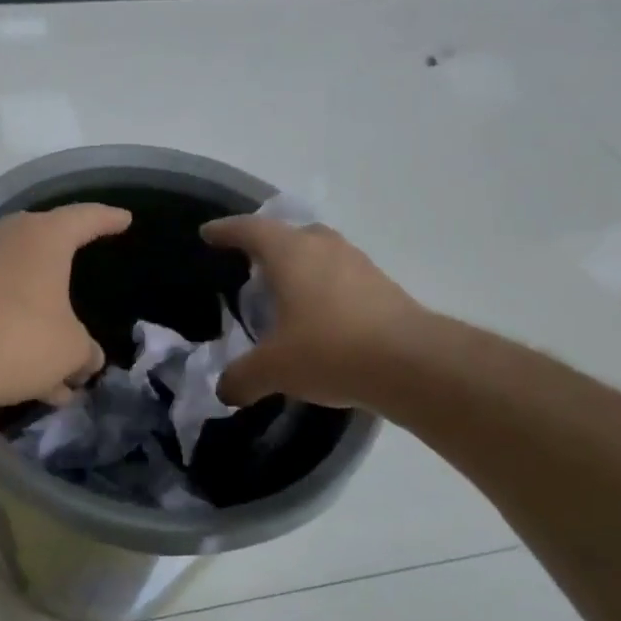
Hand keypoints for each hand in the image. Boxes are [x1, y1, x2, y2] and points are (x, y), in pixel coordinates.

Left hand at [0, 204, 130, 413]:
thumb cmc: (20, 338)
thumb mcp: (70, 351)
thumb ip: (85, 352)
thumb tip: (87, 360)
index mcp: (43, 237)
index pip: (85, 218)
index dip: (108, 219)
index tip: (124, 219)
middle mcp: (5, 241)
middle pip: (45, 250)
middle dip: (66, 273)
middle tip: (84, 273)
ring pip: (21, 293)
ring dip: (42, 327)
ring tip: (63, 373)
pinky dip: (17, 339)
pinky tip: (33, 383)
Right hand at [201, 216, 424, 408]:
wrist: (412, 364)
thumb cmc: (329, 350)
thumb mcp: (273, 369)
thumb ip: (242, 377)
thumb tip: (225, 391)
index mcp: (290, 253)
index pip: (250, 230)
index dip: (226, 231)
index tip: (209, 233)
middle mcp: (325, 248)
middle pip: (291, 234)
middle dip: (270, 245)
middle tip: (252, 267)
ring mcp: (359, 266)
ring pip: (322, 254)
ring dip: (302, 268)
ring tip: (287, 295)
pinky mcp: (385, 289)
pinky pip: (344, 279)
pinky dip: (326, 291)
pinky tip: (322, 320)